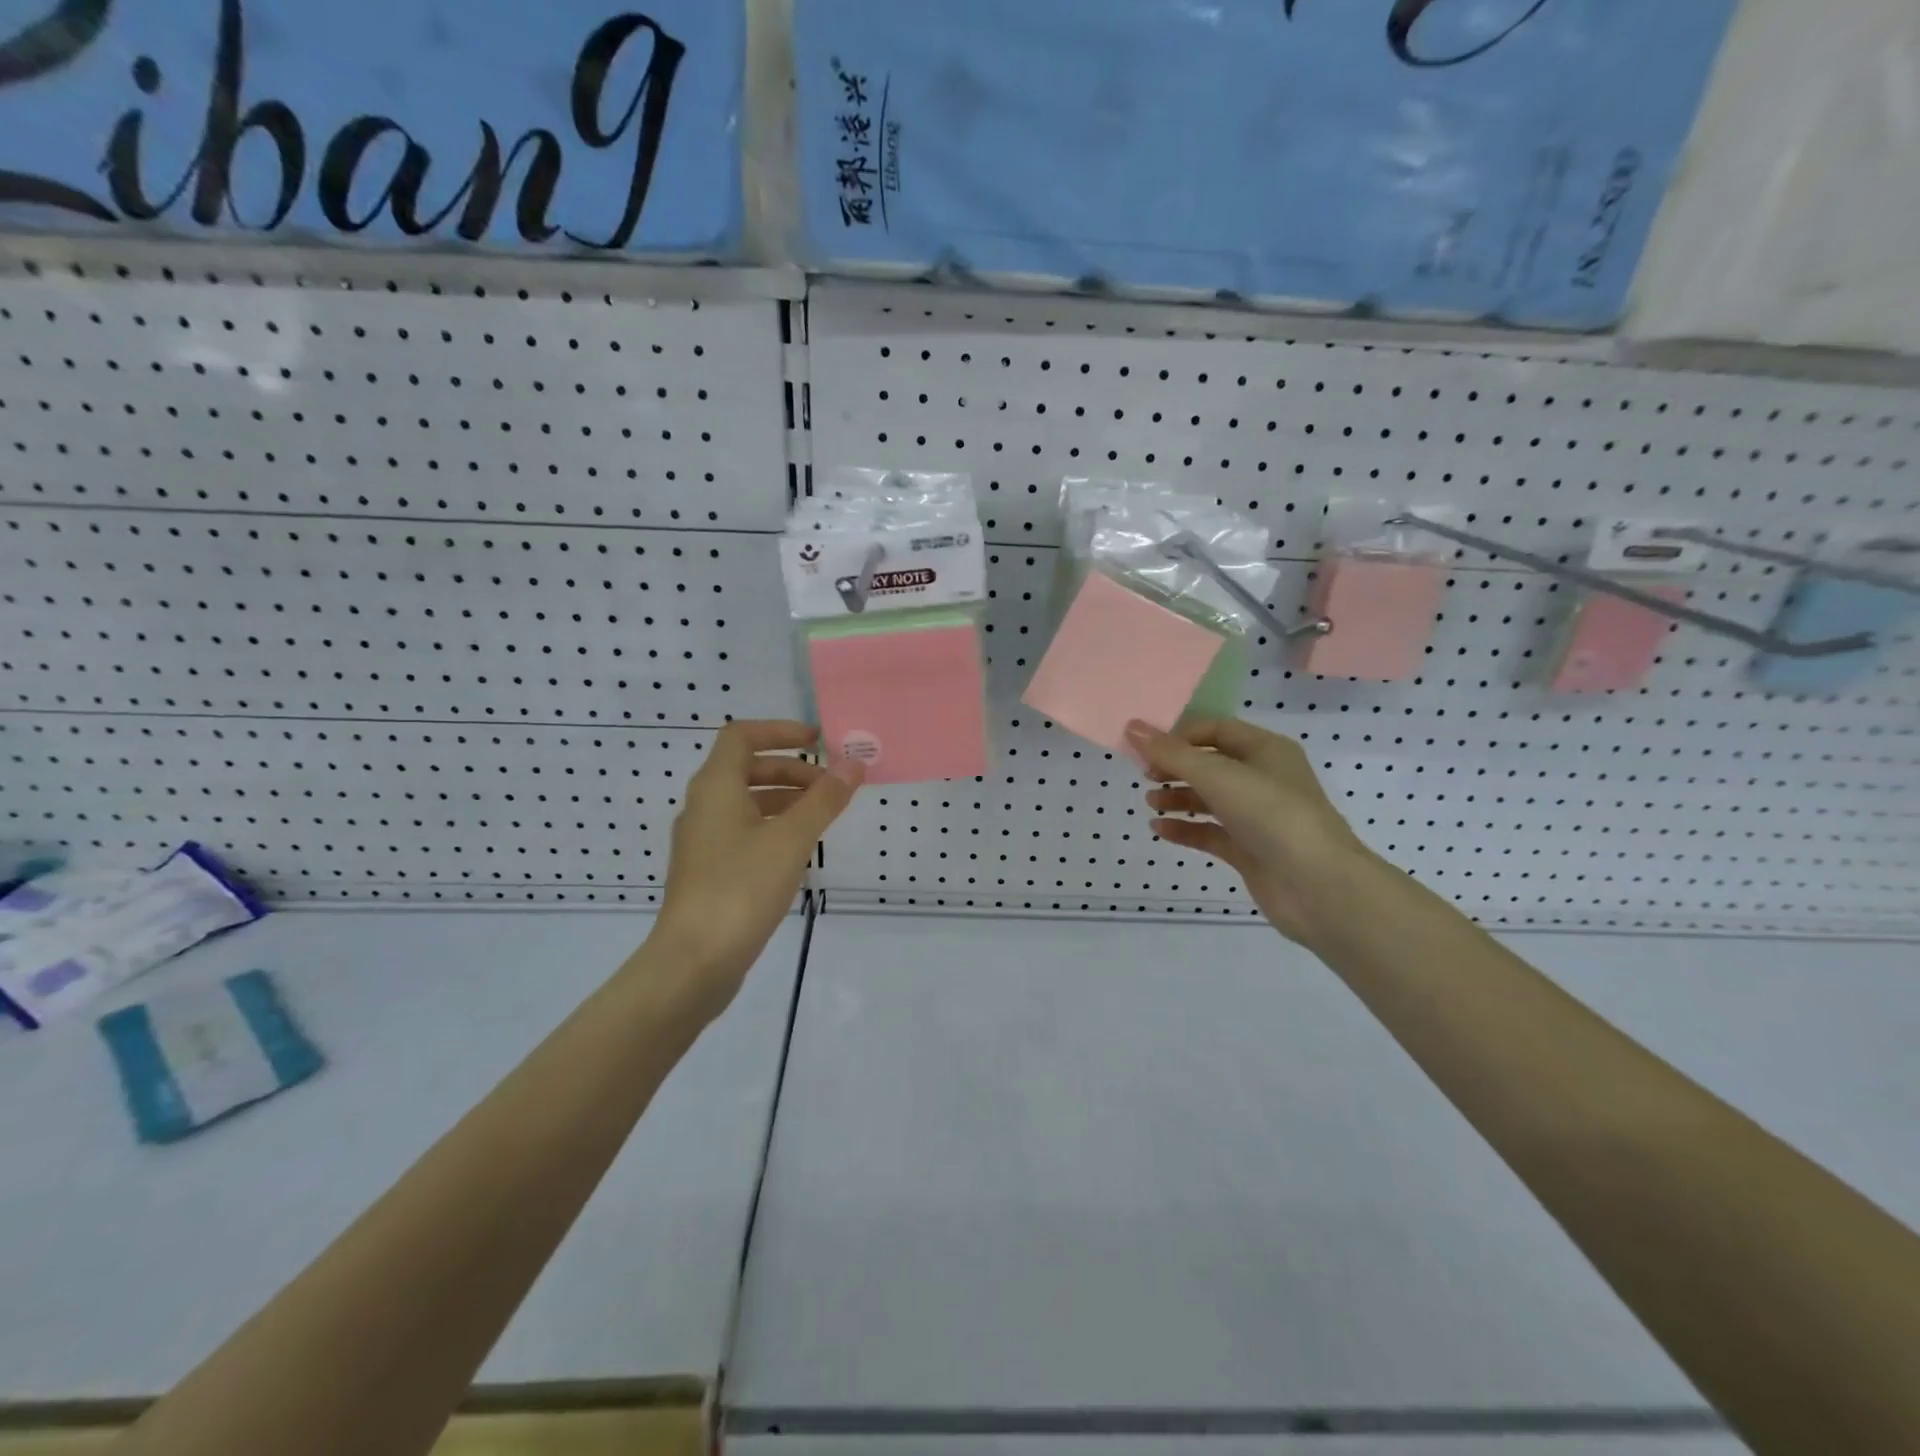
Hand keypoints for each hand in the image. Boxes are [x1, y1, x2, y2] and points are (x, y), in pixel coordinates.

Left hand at [651, 720, 863, 1019]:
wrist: (694, 962)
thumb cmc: (741, 888)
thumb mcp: (791, 839)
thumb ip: (824, 799)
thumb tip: (853, 762)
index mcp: (715, 787)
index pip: (741, 735)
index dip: (780, 731)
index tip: (819, 741)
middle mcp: (704, 807)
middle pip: (746, 769)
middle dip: (792, 770)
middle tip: (831, 786)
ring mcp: (703, 842)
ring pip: (747, 803)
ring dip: (785, 799)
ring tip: (823, 818)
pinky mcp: (709, 872)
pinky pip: (744, 832)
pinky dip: (773, 827)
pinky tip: (799, 852)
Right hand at [1127, 716, 1379, 947]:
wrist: (1318, 886)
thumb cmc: (1271, 814)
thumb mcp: (1217, 775)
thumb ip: (1171, 753)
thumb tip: (1132, 726)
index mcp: (1265, 750)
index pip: (1214, 729)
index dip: (1178, 734)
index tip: (1145, 748)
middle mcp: (1263, 778)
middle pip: (1210, 763)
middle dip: (1176, 766)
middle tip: (1145, 774)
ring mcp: (1257, 816)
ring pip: (1209, 798)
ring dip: (1178, 797)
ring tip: (1151, 802)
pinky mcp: (1250, 849)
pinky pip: (1211, 832)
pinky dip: (1185, 829)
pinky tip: (1160, 830)